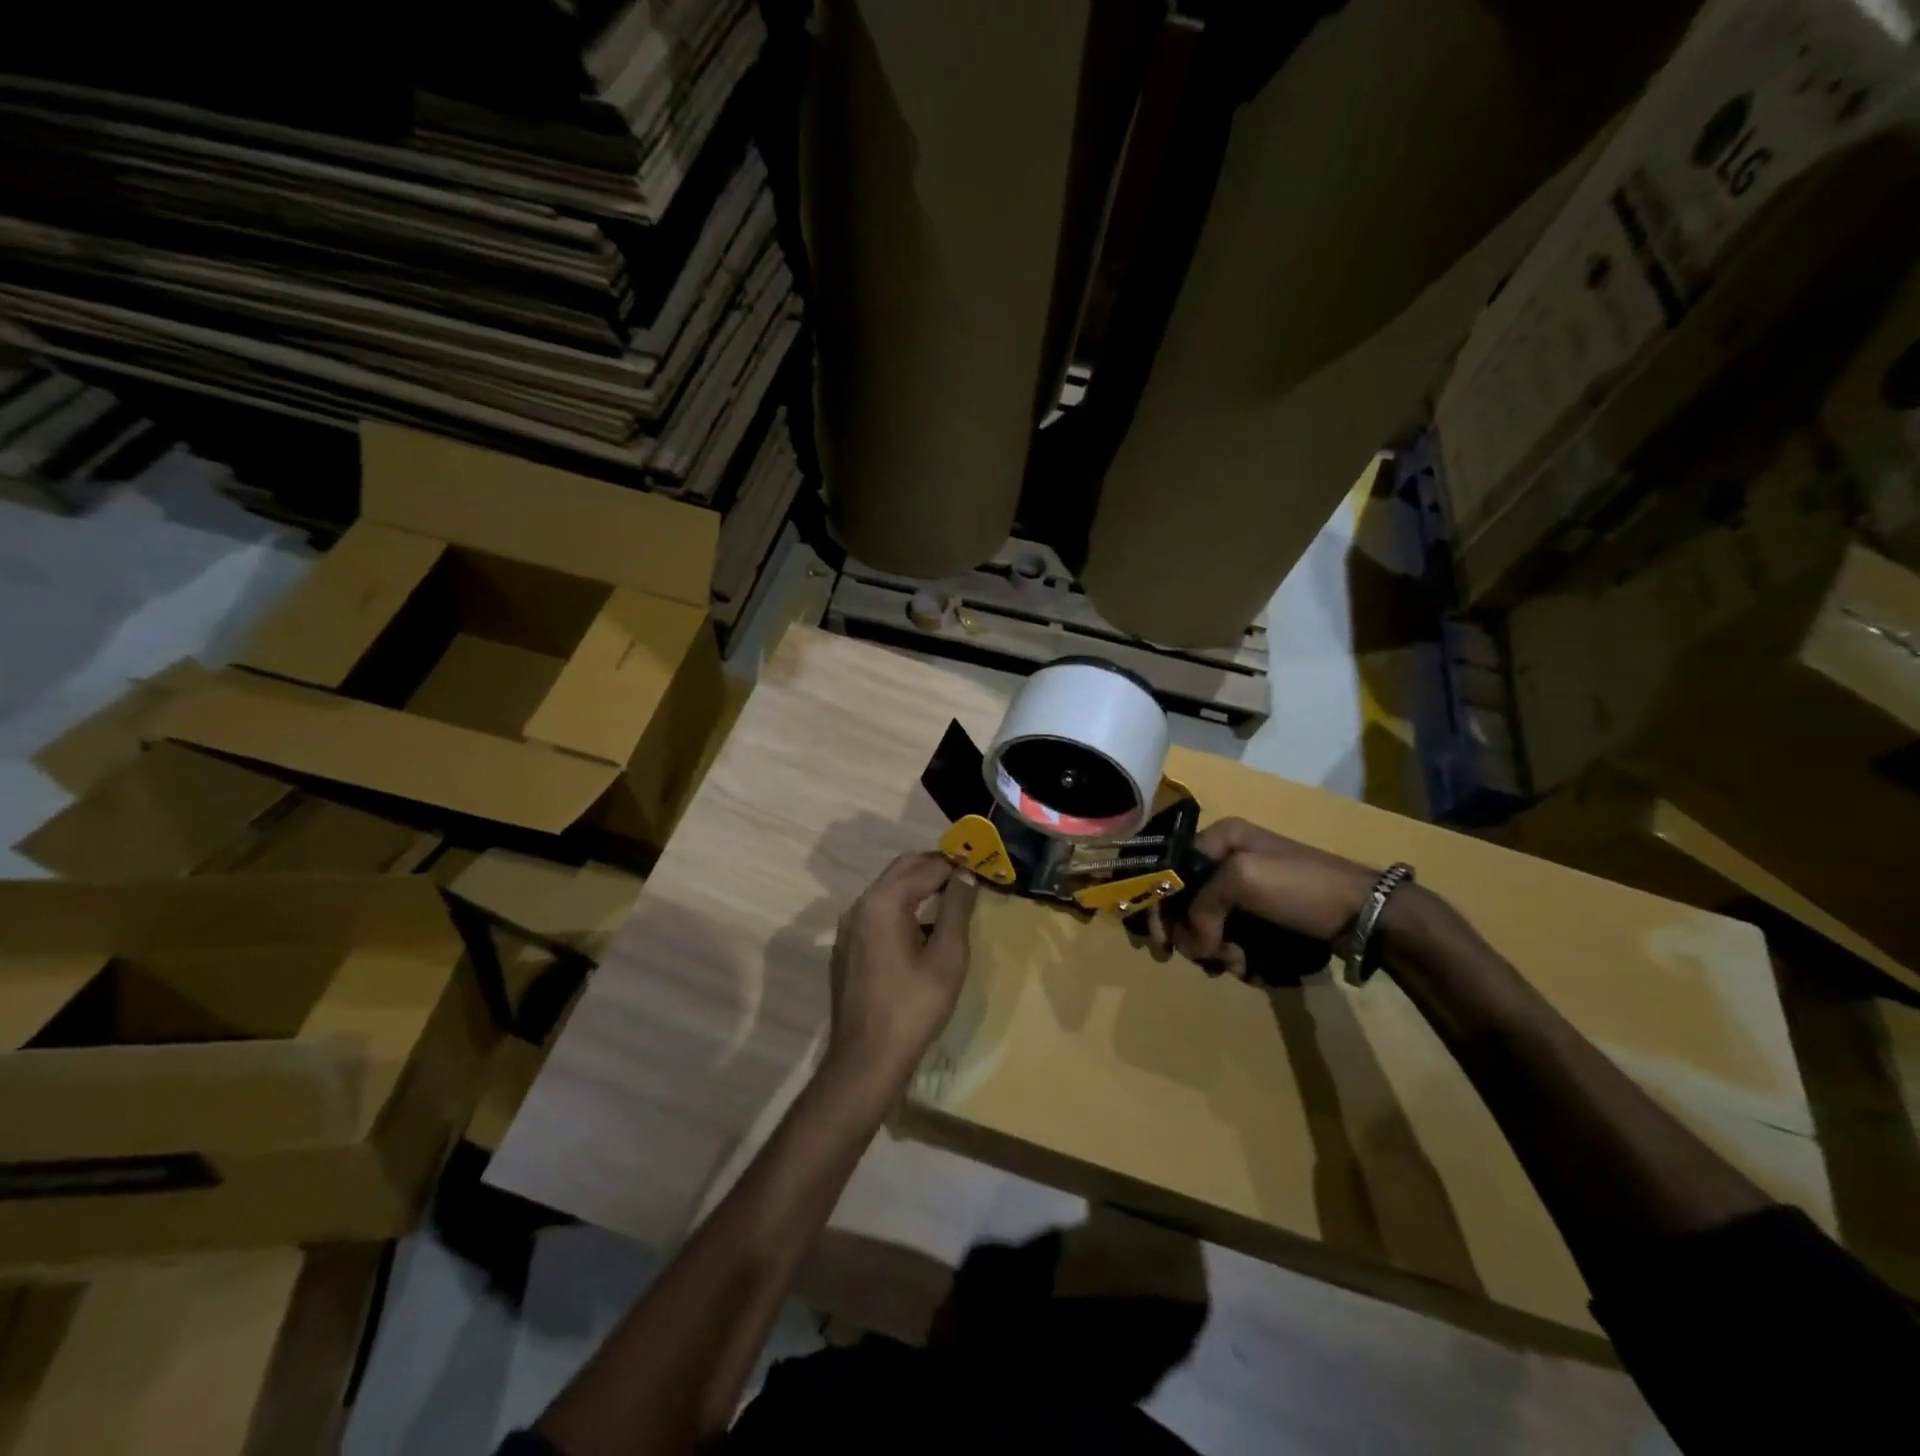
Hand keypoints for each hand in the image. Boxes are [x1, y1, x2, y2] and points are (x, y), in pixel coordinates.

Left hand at [826, 852, 978, 1084]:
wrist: (866, 1059)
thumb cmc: (913, 1007)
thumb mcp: (947, 957)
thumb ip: (957, 909)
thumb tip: (966, 874)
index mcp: (883, 902)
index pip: (926, 867)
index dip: (956, 863)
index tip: (982, 865)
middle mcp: (860, 904)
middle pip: (902, 869)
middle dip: (935, 866)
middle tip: (968, 874)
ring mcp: (849, 926)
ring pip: (888, 888)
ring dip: (918, 885)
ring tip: (952, 896)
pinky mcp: (847, 946)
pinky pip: (878, 911)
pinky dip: (902, 906)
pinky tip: (924, 926)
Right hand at [1153, 818, 1376, 978]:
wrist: (1366, 913)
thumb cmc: (1300, 887)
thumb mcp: (1242, 880)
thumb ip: (1201, 905)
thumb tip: (1191, 941)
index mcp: (1221, 838)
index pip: (1171, 869)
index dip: (1160, 904)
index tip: (1161, 940)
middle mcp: (1229, 859)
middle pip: (1187, 901)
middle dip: (1193, 933)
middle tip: (1205, 956)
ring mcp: (1248, 888)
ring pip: (1209, 924)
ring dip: (1216, 949)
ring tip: (1237, 962)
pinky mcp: (1264, 915)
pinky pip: (1233, 936)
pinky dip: (1235, 954)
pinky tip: (1249, 964)